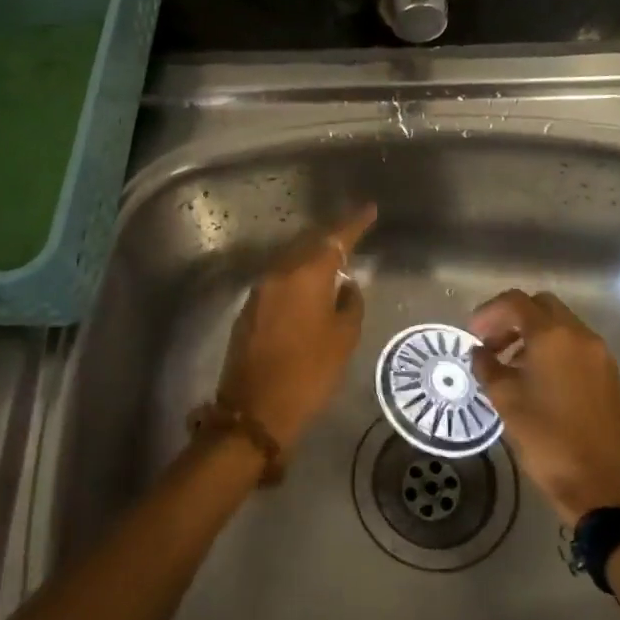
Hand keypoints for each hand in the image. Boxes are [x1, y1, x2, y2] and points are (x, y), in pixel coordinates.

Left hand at [214, 204, 376, 449]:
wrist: (255, 410)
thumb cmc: (309, 374)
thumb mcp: (343, 340)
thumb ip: (349, 303)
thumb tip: (345, 285)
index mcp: (306, 276)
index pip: (334, 239)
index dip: (354, 223)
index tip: (370, 209)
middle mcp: (279, 274)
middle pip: (307, 243)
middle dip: (330, 238)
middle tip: (352, 235)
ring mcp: (259, 290)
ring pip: (290, 261)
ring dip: (311, 257)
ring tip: (333, 261)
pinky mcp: (249, 309)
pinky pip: (278, 280)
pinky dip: (296, 277)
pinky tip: (308, 289)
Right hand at [469, 290, 619, 524]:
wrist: (598, 484)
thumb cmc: (545, 438)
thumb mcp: (505, 400)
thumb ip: (487, 366)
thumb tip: (479, 352)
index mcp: (552, 336)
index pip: (516, 302)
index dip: (489, 312)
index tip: (472, 334)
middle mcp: (580, 335)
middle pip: (541, 306)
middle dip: (512, 318)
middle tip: (491, 344)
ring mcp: (599, 354)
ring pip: (561, 325)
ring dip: (532, 334)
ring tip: (510, 364)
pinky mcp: (608, 374)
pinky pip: (575, 345)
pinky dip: (553, 348)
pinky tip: (537, 378)